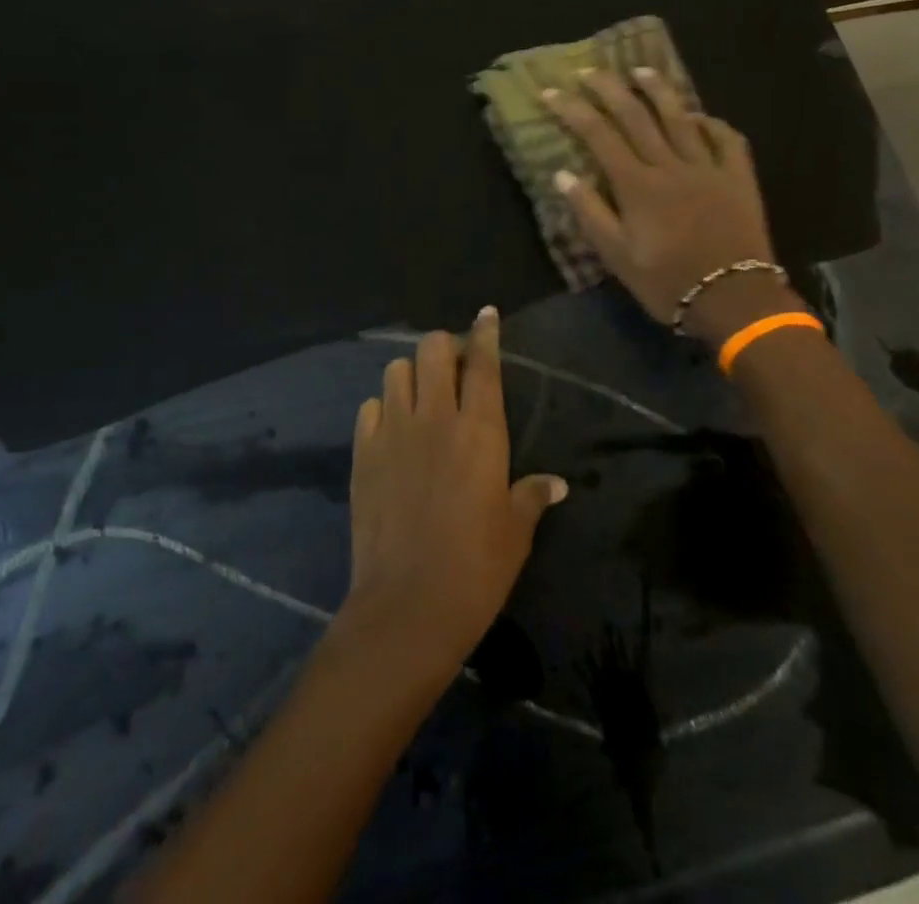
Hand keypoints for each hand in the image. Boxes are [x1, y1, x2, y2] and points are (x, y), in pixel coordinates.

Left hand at [341, 309, 567, 679]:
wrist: (408, 606)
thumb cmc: (476, 568)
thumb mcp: (515, 531)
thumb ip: (532, 496)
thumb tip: (556, 484)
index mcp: (479, 430)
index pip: (483, 363)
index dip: (485, 332)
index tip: (486, 313)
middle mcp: (435, 417)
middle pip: (433, 349)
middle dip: (444, 348)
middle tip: (454, 369)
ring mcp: (393, 432)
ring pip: (396, 369)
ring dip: (411, 373)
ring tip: (421, 397)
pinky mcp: (363, 453)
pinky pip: (370, 407)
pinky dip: (383, 408)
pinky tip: (392, 431)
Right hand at [543, 68, 800, 343]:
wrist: (734, 299)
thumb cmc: (668, 282)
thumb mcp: (617, 257)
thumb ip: (590, 212)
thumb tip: (562, 174)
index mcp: (637, 185)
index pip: (598, 135)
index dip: (572, 109)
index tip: (550, 91)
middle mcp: (670, 165)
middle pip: (636, 115)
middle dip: (609, 88)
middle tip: (590, 71)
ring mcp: (708, 167)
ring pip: (680, 116)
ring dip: (658, 89)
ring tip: (641, 70)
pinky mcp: (738, 177)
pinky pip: (726, 138)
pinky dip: (710, 122)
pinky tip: (698, 116)